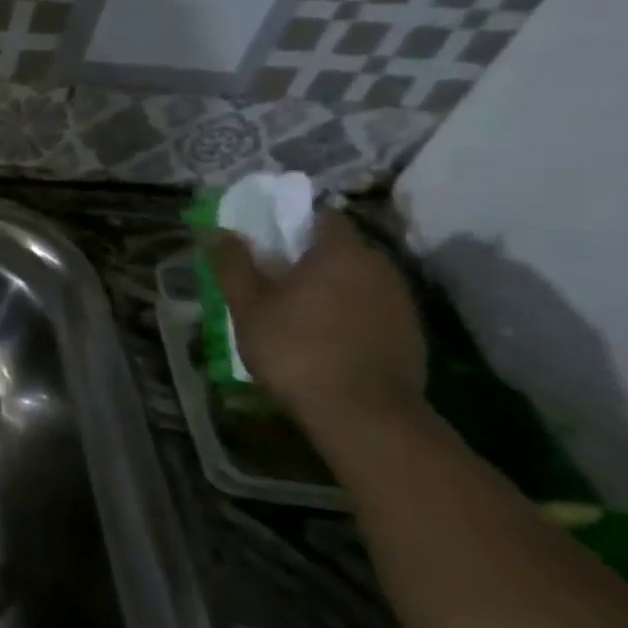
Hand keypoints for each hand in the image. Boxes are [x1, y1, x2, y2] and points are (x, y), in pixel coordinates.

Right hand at [206, 208, 425, 429]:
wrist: (363, 412)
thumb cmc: (295, 349)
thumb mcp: (248, 306)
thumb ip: (233, 264)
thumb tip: (217, 231)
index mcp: (340, 252)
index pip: (320, 215)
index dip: (291, 220)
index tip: (264, 238)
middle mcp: (379, 266)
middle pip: (339, 247)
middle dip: (307, 255)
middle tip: (271, 276)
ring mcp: (400, 300)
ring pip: (357, 277)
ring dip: (329, 284)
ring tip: (295, 309)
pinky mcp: (410, 331)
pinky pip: (371, 305)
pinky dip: (348, 310)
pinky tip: (324, 335)